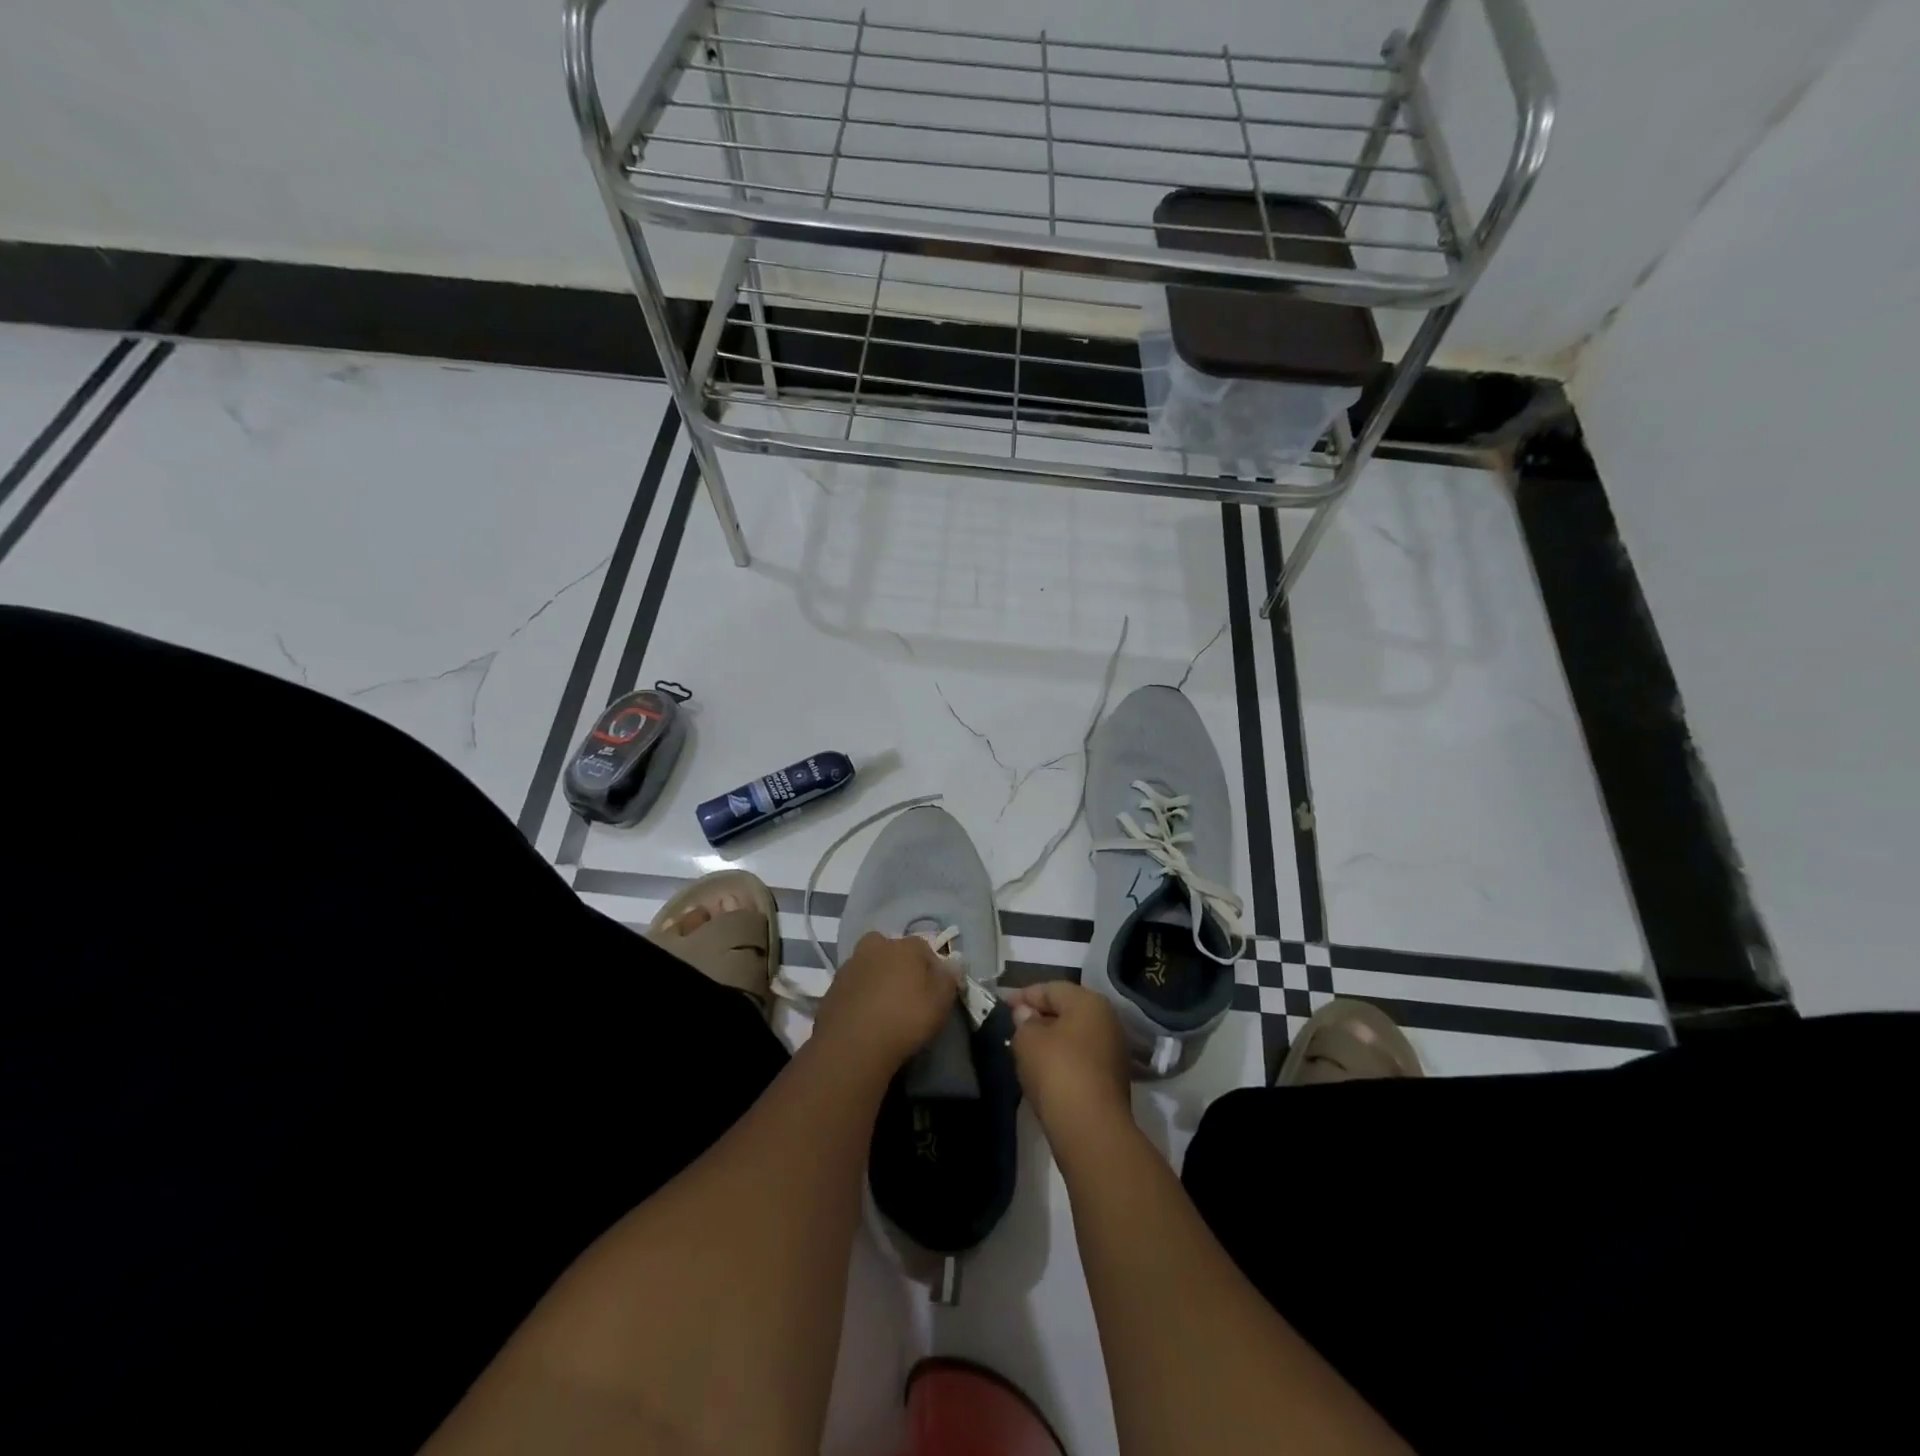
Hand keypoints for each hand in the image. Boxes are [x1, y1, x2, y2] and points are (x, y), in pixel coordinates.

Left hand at [813, 932, 961, 1071]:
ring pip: (869, 967)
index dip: (931, 968)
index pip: (924, 948)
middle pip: (891, 951)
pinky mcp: (831, 988)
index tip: (934, 991)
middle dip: (898, 966)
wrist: (852, 1045)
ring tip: (884, 1009)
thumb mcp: (941, 1002)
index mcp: (904, 946)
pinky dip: (859, 997)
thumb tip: (953, 963)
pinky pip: (853, 988)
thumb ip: (949, 979)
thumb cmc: (905, 1018)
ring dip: (876, 980)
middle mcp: (875, 947)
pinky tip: (865, 1018)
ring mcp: (849, 966)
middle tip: (905, 994)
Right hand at [1001, 981, 1133, 1142]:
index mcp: (1089, 1002)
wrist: (1091, 1128)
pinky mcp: (1113, 1079)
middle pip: (1066, 1010)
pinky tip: (1044, 1070)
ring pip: (1075, 1035)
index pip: (1051, 988)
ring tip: (1025, 1048)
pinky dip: (1063, 1059)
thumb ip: (1024, 1021)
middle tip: (1013, 1025)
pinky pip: (1081, 1058)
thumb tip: (1027, 1014)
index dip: (1023, 995)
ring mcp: (1113, 1050)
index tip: (1001, 1004)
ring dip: (1051, 1039)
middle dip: (1039, 1016)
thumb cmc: (1057, 1070)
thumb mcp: (1027, 1039)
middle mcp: (1107, 1019)